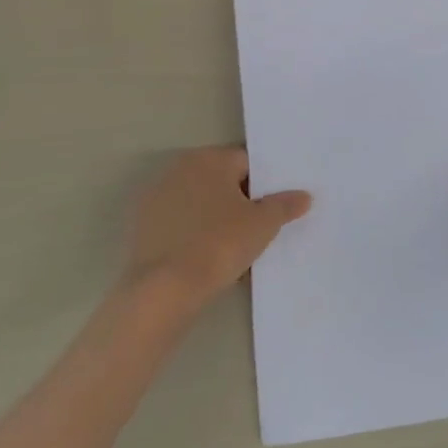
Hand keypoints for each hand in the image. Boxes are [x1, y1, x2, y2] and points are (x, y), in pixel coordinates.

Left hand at [123, 148, 310, 310]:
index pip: (247, 163)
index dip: (266, 186)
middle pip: (222, 181)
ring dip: (218, 219)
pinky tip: (210, 260)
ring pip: (201, 204)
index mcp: (209, 159)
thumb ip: (284, 205)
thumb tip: (304, 196)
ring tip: (237, 250)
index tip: (274, 210)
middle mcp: (179, 168)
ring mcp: (157, 196)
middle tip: (260, 230)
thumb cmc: (220, 243)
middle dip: (241, 202)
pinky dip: (196, 235)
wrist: (166, 288)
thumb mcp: (263, 224)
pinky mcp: (144, 225)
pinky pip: (182, 224)